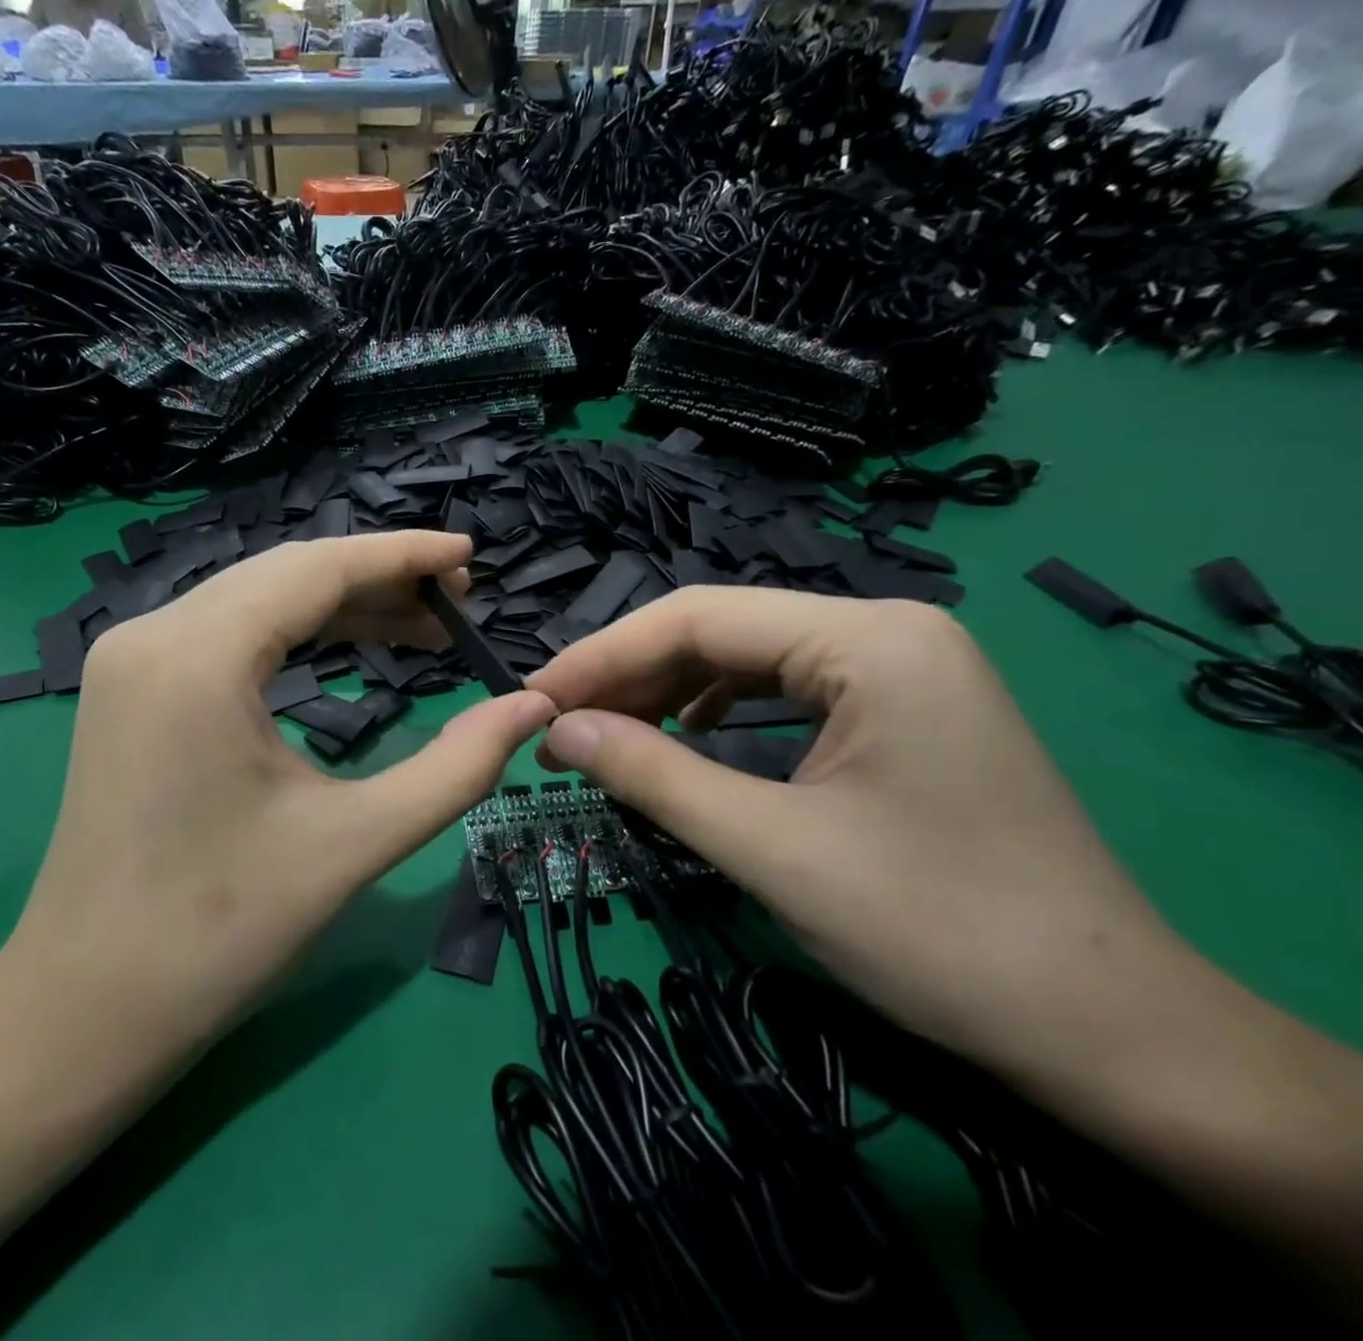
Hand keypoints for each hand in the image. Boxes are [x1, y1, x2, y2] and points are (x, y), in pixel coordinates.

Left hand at [0, 531, 555, 1068]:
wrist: (88, 1008)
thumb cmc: (222, 930)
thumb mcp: (356, 841)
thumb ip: (458, 767)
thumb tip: (533, 705)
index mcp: (198, 656)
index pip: (316, 569)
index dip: (401, 555)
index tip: (468, 556)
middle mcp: (152, 633)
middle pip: (285, 574)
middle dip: (377, 579)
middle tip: (457, 602)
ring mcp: (131, 658)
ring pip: (255, 599)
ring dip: (339, 607)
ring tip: (422, 629)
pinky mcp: (130, 686)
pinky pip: (227, 632)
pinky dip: (294, 634)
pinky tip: (347, 648)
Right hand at [526, 589, 1181, 1084]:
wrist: (1113, 1032)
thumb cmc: (939, 933)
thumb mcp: (771, 850)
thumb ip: (652, 776)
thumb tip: (556, 731)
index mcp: (868, 639)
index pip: (697, 617)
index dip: (603, 656)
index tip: (536, 698)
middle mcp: (886, 629)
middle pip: (721, 630)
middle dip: (631, 675)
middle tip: (560, 725)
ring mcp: (901, 666)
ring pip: (749, 658)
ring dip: (669, 692)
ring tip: (607, 732)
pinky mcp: (903, 707)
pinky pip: (785, 688)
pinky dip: (720, 709)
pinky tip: (688, 735)